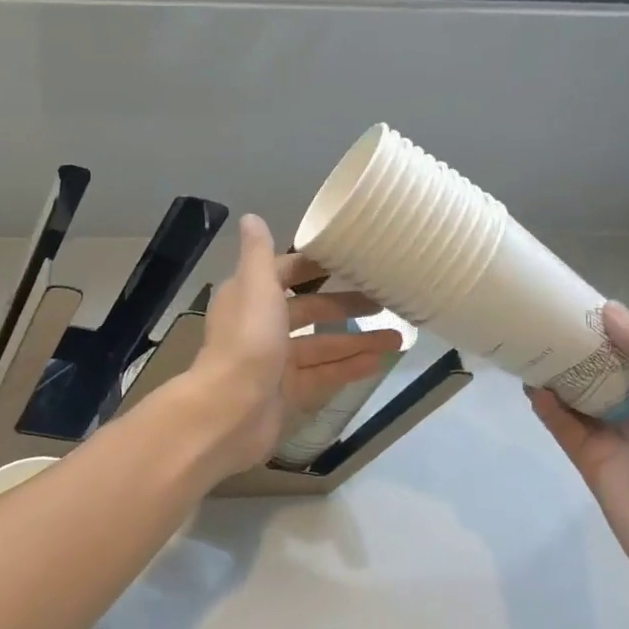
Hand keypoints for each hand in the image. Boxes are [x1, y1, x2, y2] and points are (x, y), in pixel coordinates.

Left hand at [184, 214, 403, 478]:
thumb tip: (251, 217)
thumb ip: (258, 253)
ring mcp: (276, 363)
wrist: (230, 412)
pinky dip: (350, 368)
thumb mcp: (255, 285)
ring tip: (398, 336)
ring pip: (323, 346)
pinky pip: (325, 375)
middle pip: (309, 311)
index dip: (316, 267)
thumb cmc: (247, 340)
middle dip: (345, 306)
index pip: (286, 274)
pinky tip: (379, 362)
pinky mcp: (289, 394)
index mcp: (249, 297)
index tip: (352, 260)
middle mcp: (261, 326)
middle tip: (385, 301)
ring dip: (357, 340)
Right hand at [526, 303, 628, 608]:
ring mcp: (610, 435)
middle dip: (574, 348)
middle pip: (598, 371)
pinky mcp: (587, 458)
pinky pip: (562, 426)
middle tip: (539, 320)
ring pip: (576, 396)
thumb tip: (610, 310)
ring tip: (526, 346)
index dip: (606, 329)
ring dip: (555, 374)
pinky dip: (546, 407)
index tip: (574, 303)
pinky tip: (530, 386)